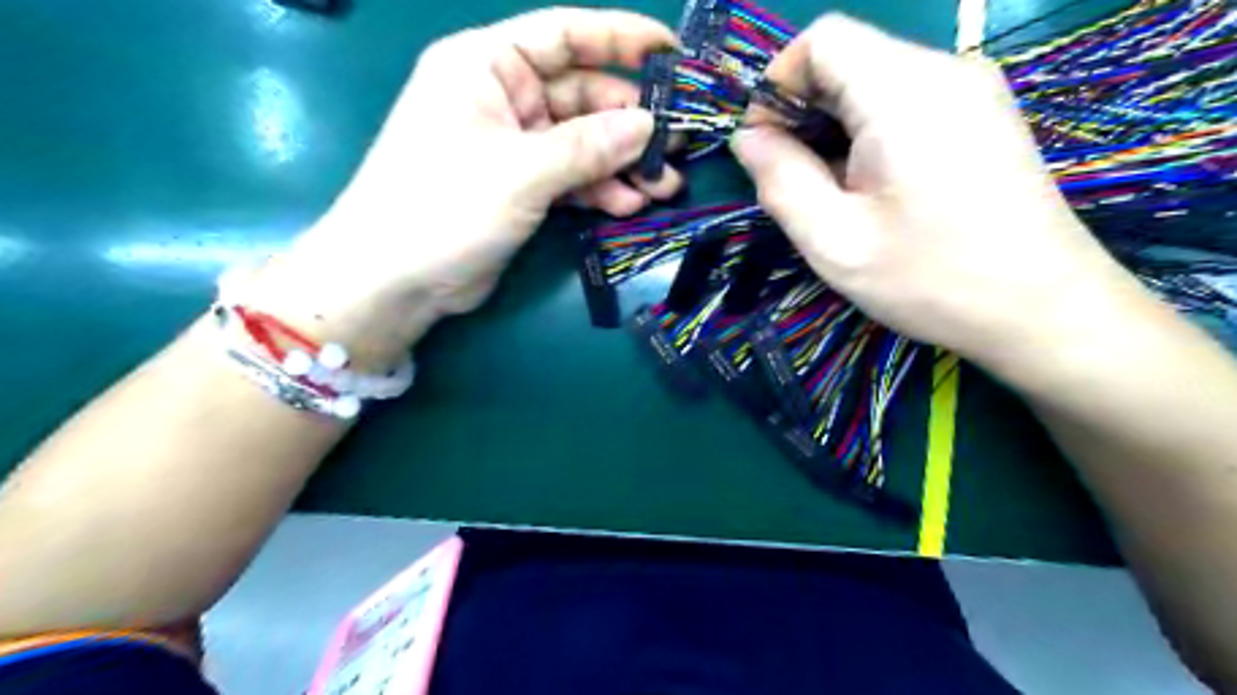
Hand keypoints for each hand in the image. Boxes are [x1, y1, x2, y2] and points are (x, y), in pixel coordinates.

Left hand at [247, 8, 681, 363]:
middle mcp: (502, 98)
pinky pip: (570, 178)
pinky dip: (599, 190)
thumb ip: (588, 146)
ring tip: (665, 186)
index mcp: (487, 65)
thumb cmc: (444, 206)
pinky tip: (628, 206)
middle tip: (679, 145)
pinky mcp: (520, 187)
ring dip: (622, 164)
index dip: (621, 38)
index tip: (673, 54)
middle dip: (630, 123)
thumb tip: (648, 125)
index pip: (564, 35)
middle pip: (582, 96)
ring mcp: (513, 146)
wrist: (395, 279)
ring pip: (582, 143)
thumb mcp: (521, 171)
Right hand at [728, 15, 1143, 375]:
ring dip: (834, 130)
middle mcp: (944, 70)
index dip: (778, 85)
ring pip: (873, 82)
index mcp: (905, 92)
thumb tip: (748, 137)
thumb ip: (780, 180)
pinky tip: (873, 190)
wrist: (1041, 308)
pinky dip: (868, 135)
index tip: (767, 148)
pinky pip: (905, 102)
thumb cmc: (930, 278)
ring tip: (834, 196)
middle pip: (847, 58)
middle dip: (803, 113)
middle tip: (796, 184)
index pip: (822, 38)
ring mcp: (971, 90)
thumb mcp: (833, 240)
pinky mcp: (982, 114)